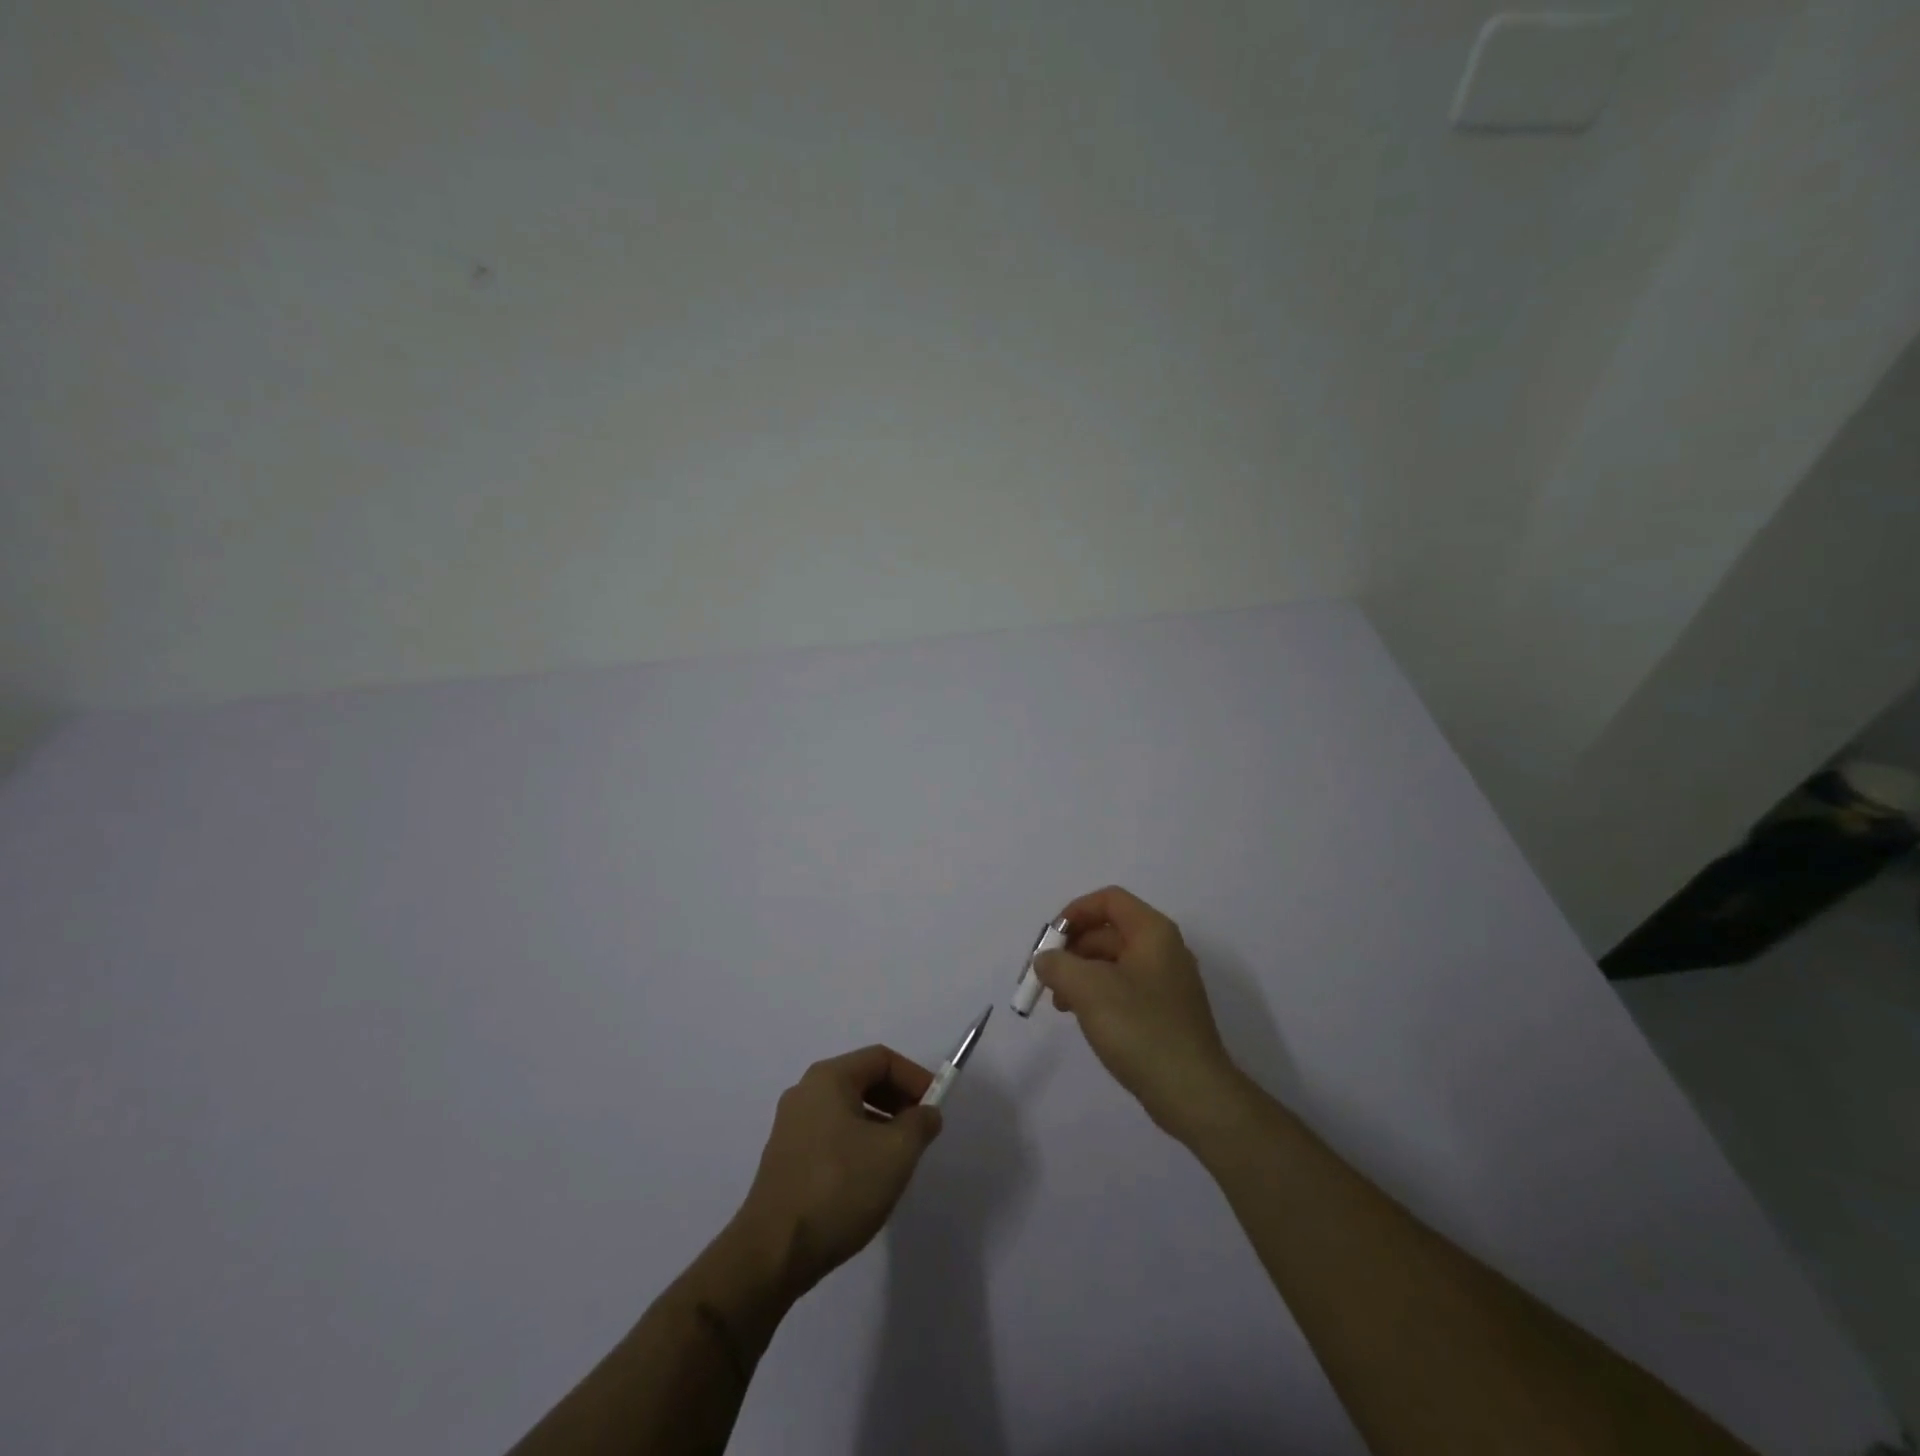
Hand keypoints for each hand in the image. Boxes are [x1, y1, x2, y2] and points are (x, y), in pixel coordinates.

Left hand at [732, 1045, 943, 1297]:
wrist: (773, 1253)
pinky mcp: (786, 1160)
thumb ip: (920, 1123)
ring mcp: (791, 1127)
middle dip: (898, 1101)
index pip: (881, 1059)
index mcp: (828, 1078)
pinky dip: (858, 1144)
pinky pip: (831, 1136)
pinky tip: (869, 1180)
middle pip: (863, 1080)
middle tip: (922, 1131)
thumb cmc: (839, 1188)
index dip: (914, 1077)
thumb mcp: (895, 1152)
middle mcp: (805, 1092)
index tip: (935, 1108)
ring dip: (880, 1125)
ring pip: (848, 1110)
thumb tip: (927, 1112)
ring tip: (900, 1159)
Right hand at [1033, 886, 1240, 1139]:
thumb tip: (1045, 960)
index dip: (1075, 912)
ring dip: (1081, 974)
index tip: (1050, 941)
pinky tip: (1084, 1019)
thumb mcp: (1088, 989)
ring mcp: (1167, 983)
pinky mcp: (1165, 1012)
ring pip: (1114, 962)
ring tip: (1060, 1004)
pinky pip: (1124, 988)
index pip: (1109, 900)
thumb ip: (1057, 965)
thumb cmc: (1140, 1029)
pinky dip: (1098, 994)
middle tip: (1047, 977)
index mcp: (1153, 932)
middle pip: (1109, 931)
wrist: (1193, 1093)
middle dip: (1073, 949)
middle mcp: (1164, 949)